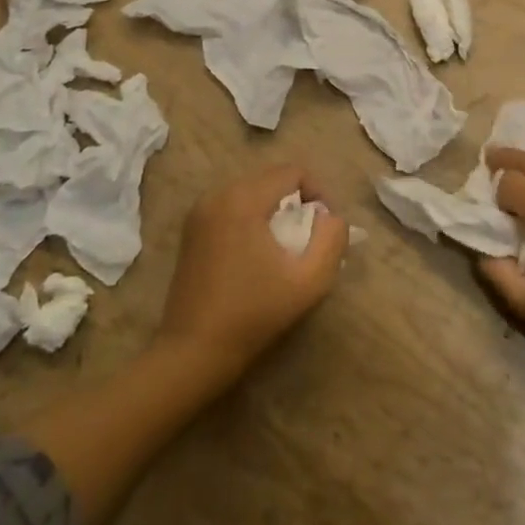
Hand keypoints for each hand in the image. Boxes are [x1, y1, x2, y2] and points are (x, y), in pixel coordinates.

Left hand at [155, 164, 348, 381]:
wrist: (193, 352)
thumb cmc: (254, 314)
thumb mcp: (309, 280)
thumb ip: (332, 239)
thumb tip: (331, 217)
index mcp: (244, 199)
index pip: (293, 172)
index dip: (318, 192)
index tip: (324, 227)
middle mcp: (218, 194)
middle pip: (271, 178)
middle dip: (296, 201)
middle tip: (308, 237)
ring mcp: (200, 211)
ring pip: (252, 191)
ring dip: (274, 209)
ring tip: (285, 245)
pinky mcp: (191, 230)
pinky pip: (232, 206)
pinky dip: (252, 217)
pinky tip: (258, 252)